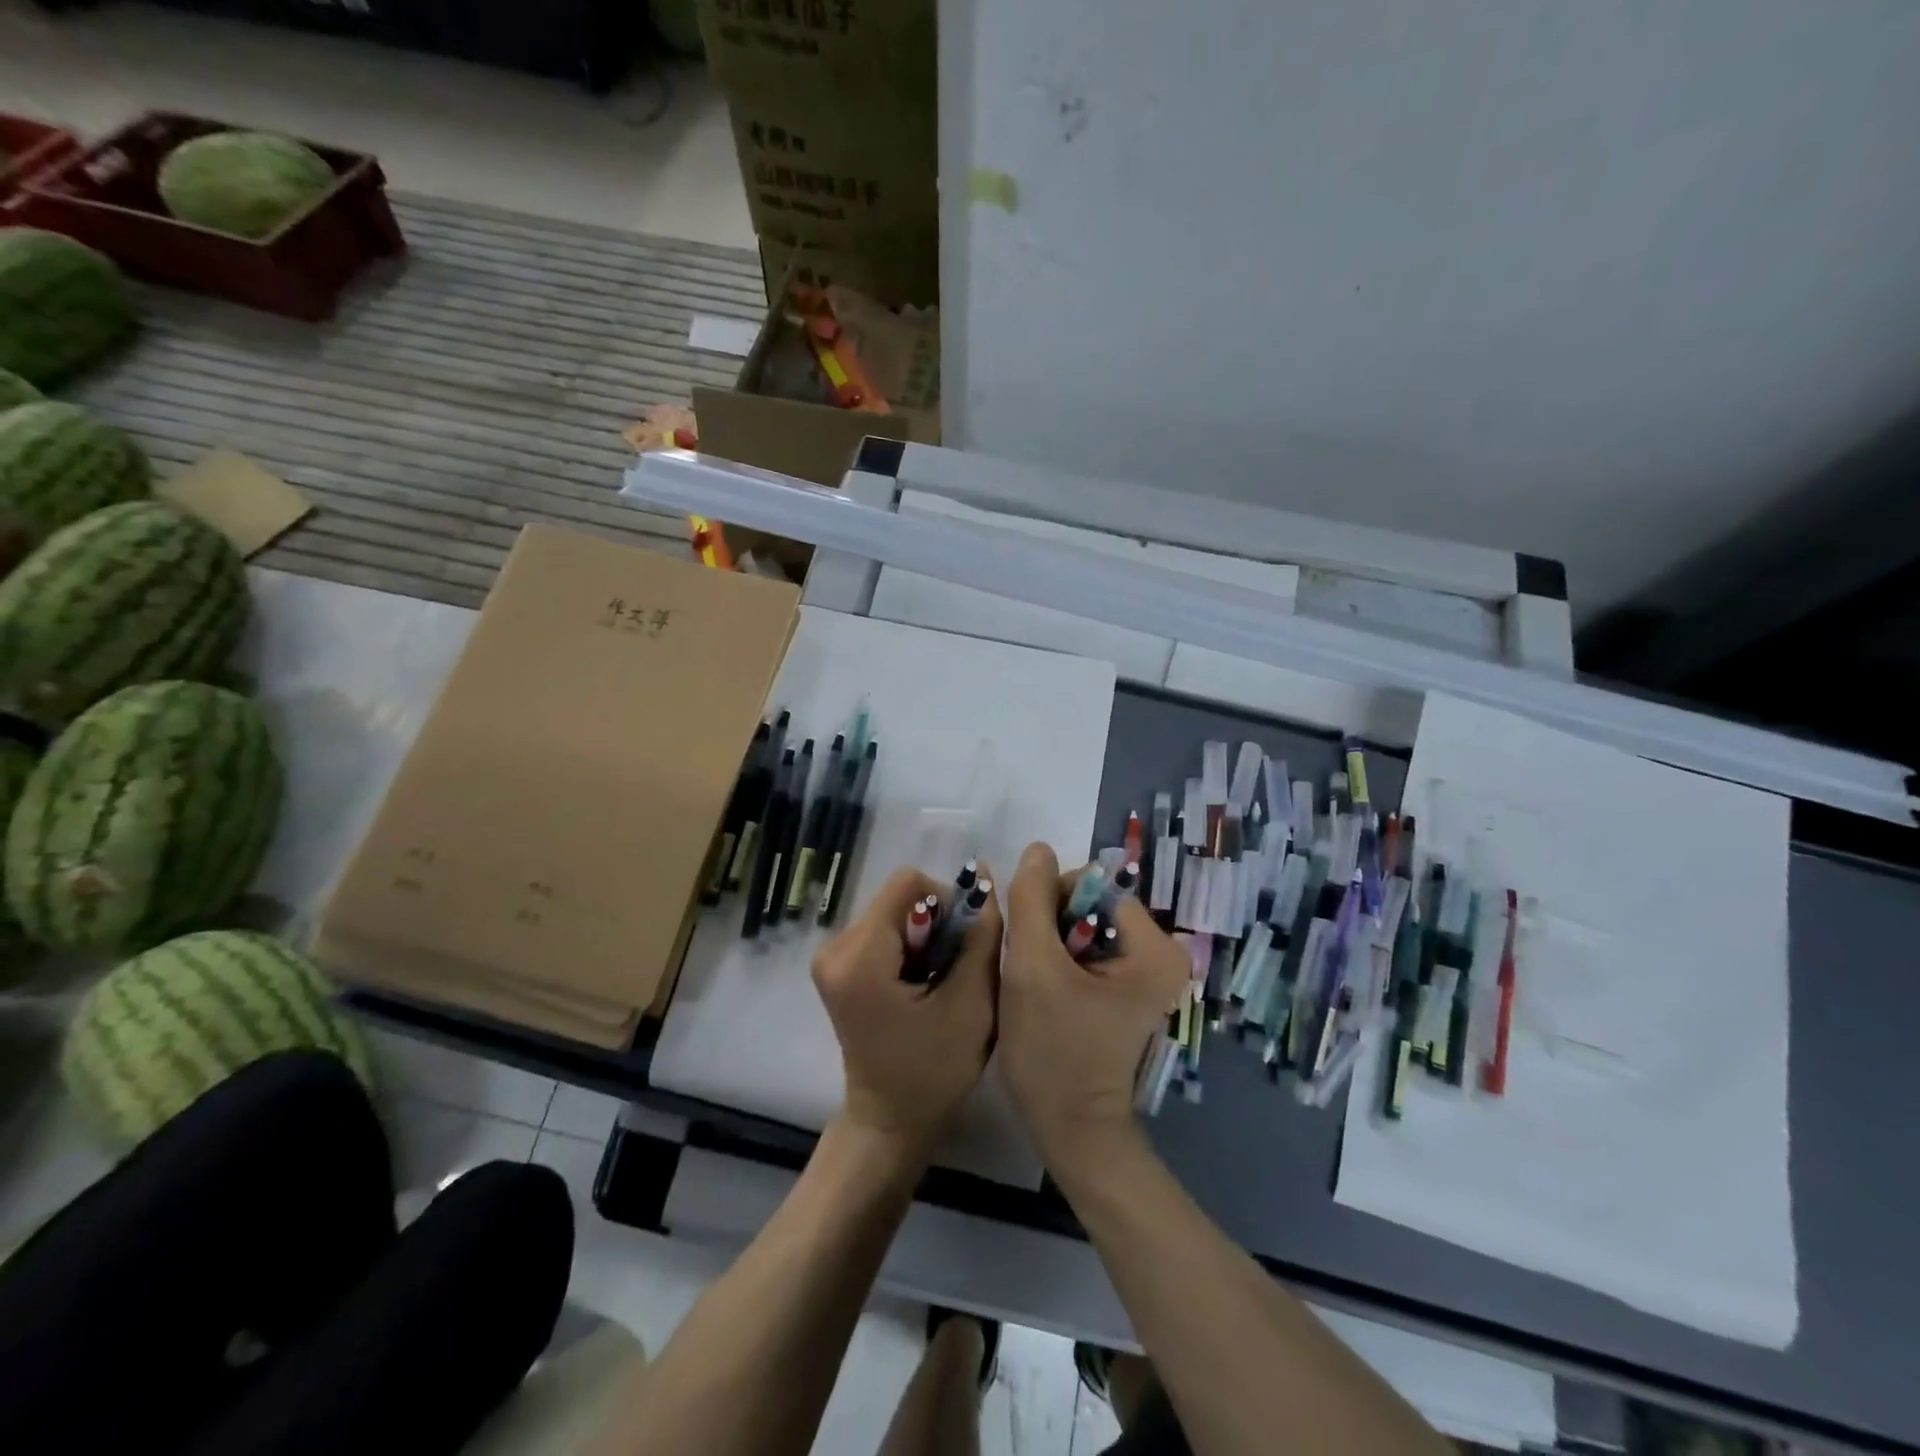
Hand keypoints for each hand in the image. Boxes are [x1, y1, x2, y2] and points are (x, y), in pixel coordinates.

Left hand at [812, 864, 1001, 1158]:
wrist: (889, 1122)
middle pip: (901, 898)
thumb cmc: (933, 1071)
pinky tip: (922, 986)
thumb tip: (982, 873)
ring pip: (896, 912)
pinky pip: (884, 930)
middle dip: (937, 925)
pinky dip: (911, 948)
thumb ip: (981, 933)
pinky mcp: (838, 966)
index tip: (962, 946)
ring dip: (927, 937)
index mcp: (859, 956)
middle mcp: (834, 947)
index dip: (947, 902)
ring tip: (939, 983)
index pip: (909, 883)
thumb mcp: (973, 1001)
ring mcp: (831, 956)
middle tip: (954, 971)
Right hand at [1000, 843, 1189, 1171]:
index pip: (1091, 887)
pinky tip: (1045, 991)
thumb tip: (1037, 847)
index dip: (1050, 904)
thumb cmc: (1054, 1051)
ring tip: (1036, 983)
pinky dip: (1057, 960)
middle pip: (1088, 904)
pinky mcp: (1125, 988)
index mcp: (1155, 946)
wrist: (1070, 1130)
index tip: (1031, 947)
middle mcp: (1160, 953)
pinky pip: (1083, 949)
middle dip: (1049, 926)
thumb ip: (1031, 899)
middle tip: (1032, 970)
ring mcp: (1143, 972)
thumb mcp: (1032, 968)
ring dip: (1048, 942)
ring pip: (1079, 925)